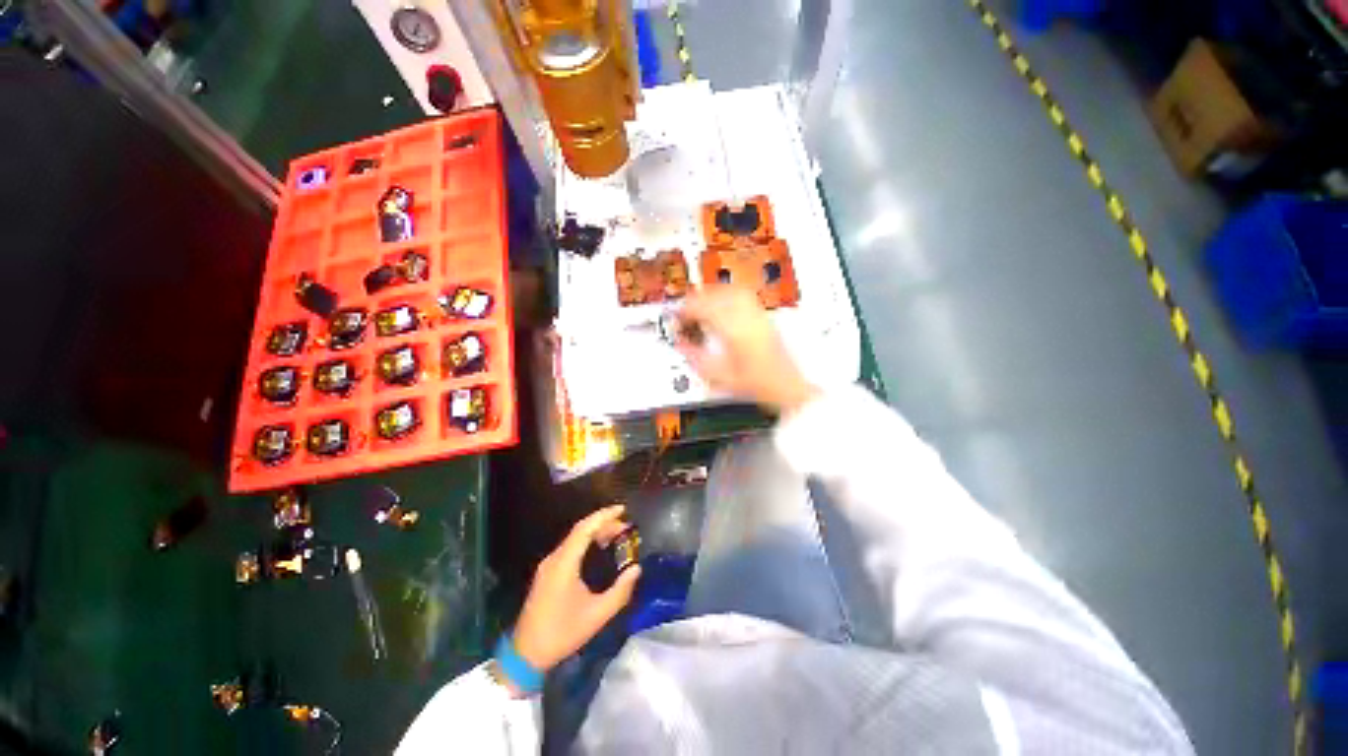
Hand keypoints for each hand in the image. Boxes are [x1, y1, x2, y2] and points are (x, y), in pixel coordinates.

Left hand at [512, 505, 641, 674]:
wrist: (525, 655)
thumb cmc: (562, 633)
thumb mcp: (597, 615)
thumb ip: (620, 591)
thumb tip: (636, 569)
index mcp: (564, 563)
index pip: (585, 528)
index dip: (604, 515)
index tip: (623, 509)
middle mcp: (555, 558)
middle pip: (580, 530)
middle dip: (603, 523)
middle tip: (625, 526)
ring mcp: (548, 565)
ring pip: (574, 538)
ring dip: (595, 532)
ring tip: (616, 535)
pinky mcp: (547, 573)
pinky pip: (569, 548)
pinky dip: (586, 542)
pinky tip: (598, 549)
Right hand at [676, 285, 820, 414]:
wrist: (787, 387)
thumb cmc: (759, 385)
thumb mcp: (720, 377)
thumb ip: (696, 359)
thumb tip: (681, 345)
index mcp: (734, 330)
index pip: (703, 307)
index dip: (685, 310)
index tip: (677, 317)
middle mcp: (747, 318)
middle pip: (717, 294)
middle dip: (696, 299)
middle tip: (686, 310)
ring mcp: (758, 315)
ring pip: (731, 290)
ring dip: (713, 294)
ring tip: (702, 304)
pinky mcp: (765, 318)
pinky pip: (745, 296)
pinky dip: (728, 296)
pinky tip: (724, 306)